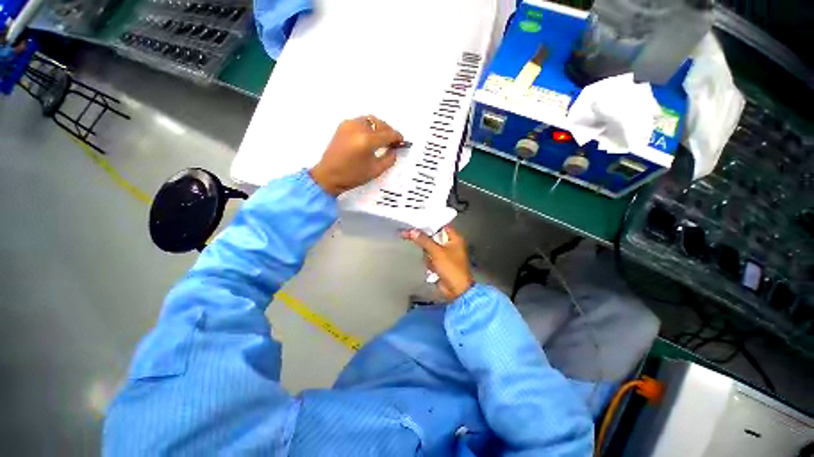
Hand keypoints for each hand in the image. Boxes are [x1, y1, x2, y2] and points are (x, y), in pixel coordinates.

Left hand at [310, 115, 403, 195]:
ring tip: (383, 137)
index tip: (401, 142)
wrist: (328, 176)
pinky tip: (371, 136)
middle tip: (393, 141)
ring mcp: (349, 124)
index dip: (397, 137)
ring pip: (371, 120)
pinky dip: (369, 126)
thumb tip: (394, 150)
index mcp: (367, 140)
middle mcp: (358, 127)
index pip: (388, 134)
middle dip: (389, 131)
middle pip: (380, 124)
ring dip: (379, 127)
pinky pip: (361, 121)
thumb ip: (389, 158)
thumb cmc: (353, 176)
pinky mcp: (343, 125)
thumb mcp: (376, 170)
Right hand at [403, 226, 473, 300]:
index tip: (417, 221)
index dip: (430, 223)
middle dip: (425, 237)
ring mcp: (445, 254)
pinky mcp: (440, 263)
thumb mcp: (437, 252)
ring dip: (426, 250)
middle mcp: (451, 244)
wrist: (456, 290)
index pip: (441, 225)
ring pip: (431, 247)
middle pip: (434, 236)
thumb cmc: (451, 268)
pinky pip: (430, 257)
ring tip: (420, 249)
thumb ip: (424, 240)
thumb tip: (412, 231)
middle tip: (410, 230)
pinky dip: (428, 259)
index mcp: (455, 238)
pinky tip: (425, 261)